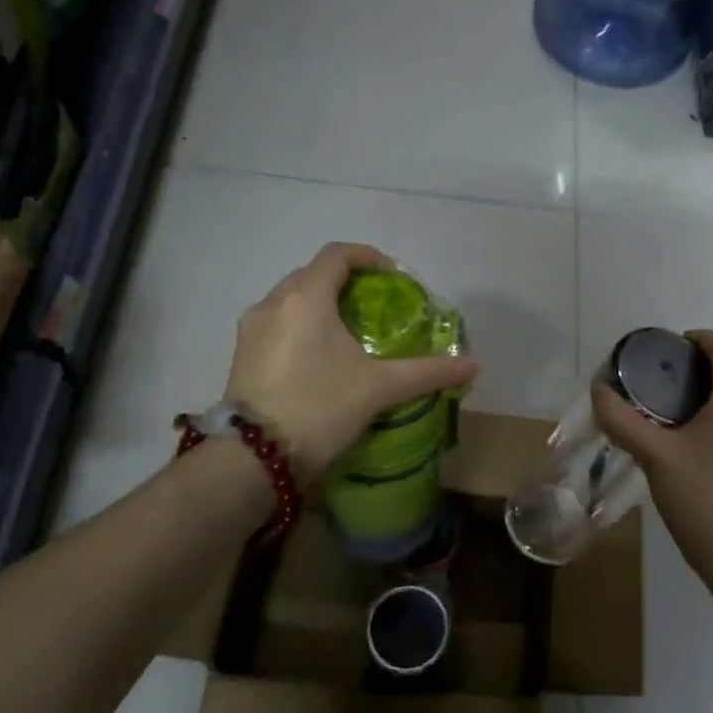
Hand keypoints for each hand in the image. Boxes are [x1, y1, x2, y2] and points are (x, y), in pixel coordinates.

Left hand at [224, 243, 477, 485]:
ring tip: (347, 332)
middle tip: (373, 306)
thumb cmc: (320, 407)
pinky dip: (301, 325)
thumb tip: (472, 364)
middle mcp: (273, 303)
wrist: (254, 458)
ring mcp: (251, 329)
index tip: (391, 276)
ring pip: (291, 300)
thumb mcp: (380, 388)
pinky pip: (276, 323)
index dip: (367, 257)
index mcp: (306, 297)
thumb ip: (427, 372)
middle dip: (344, 281)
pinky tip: (319, 357)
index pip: (337, 255)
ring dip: (320, 304)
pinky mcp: (241, 354)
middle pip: (312, 274)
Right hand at [592, 330, 712, 568]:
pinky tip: (699, 437)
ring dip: (712, 392)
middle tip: (660, 380)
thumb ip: (622, 419)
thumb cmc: (700, 497)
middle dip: (699, 368)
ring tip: (674, 408)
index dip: (696, 339)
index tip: (666, 348)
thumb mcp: (654, 455)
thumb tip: (597, 389)